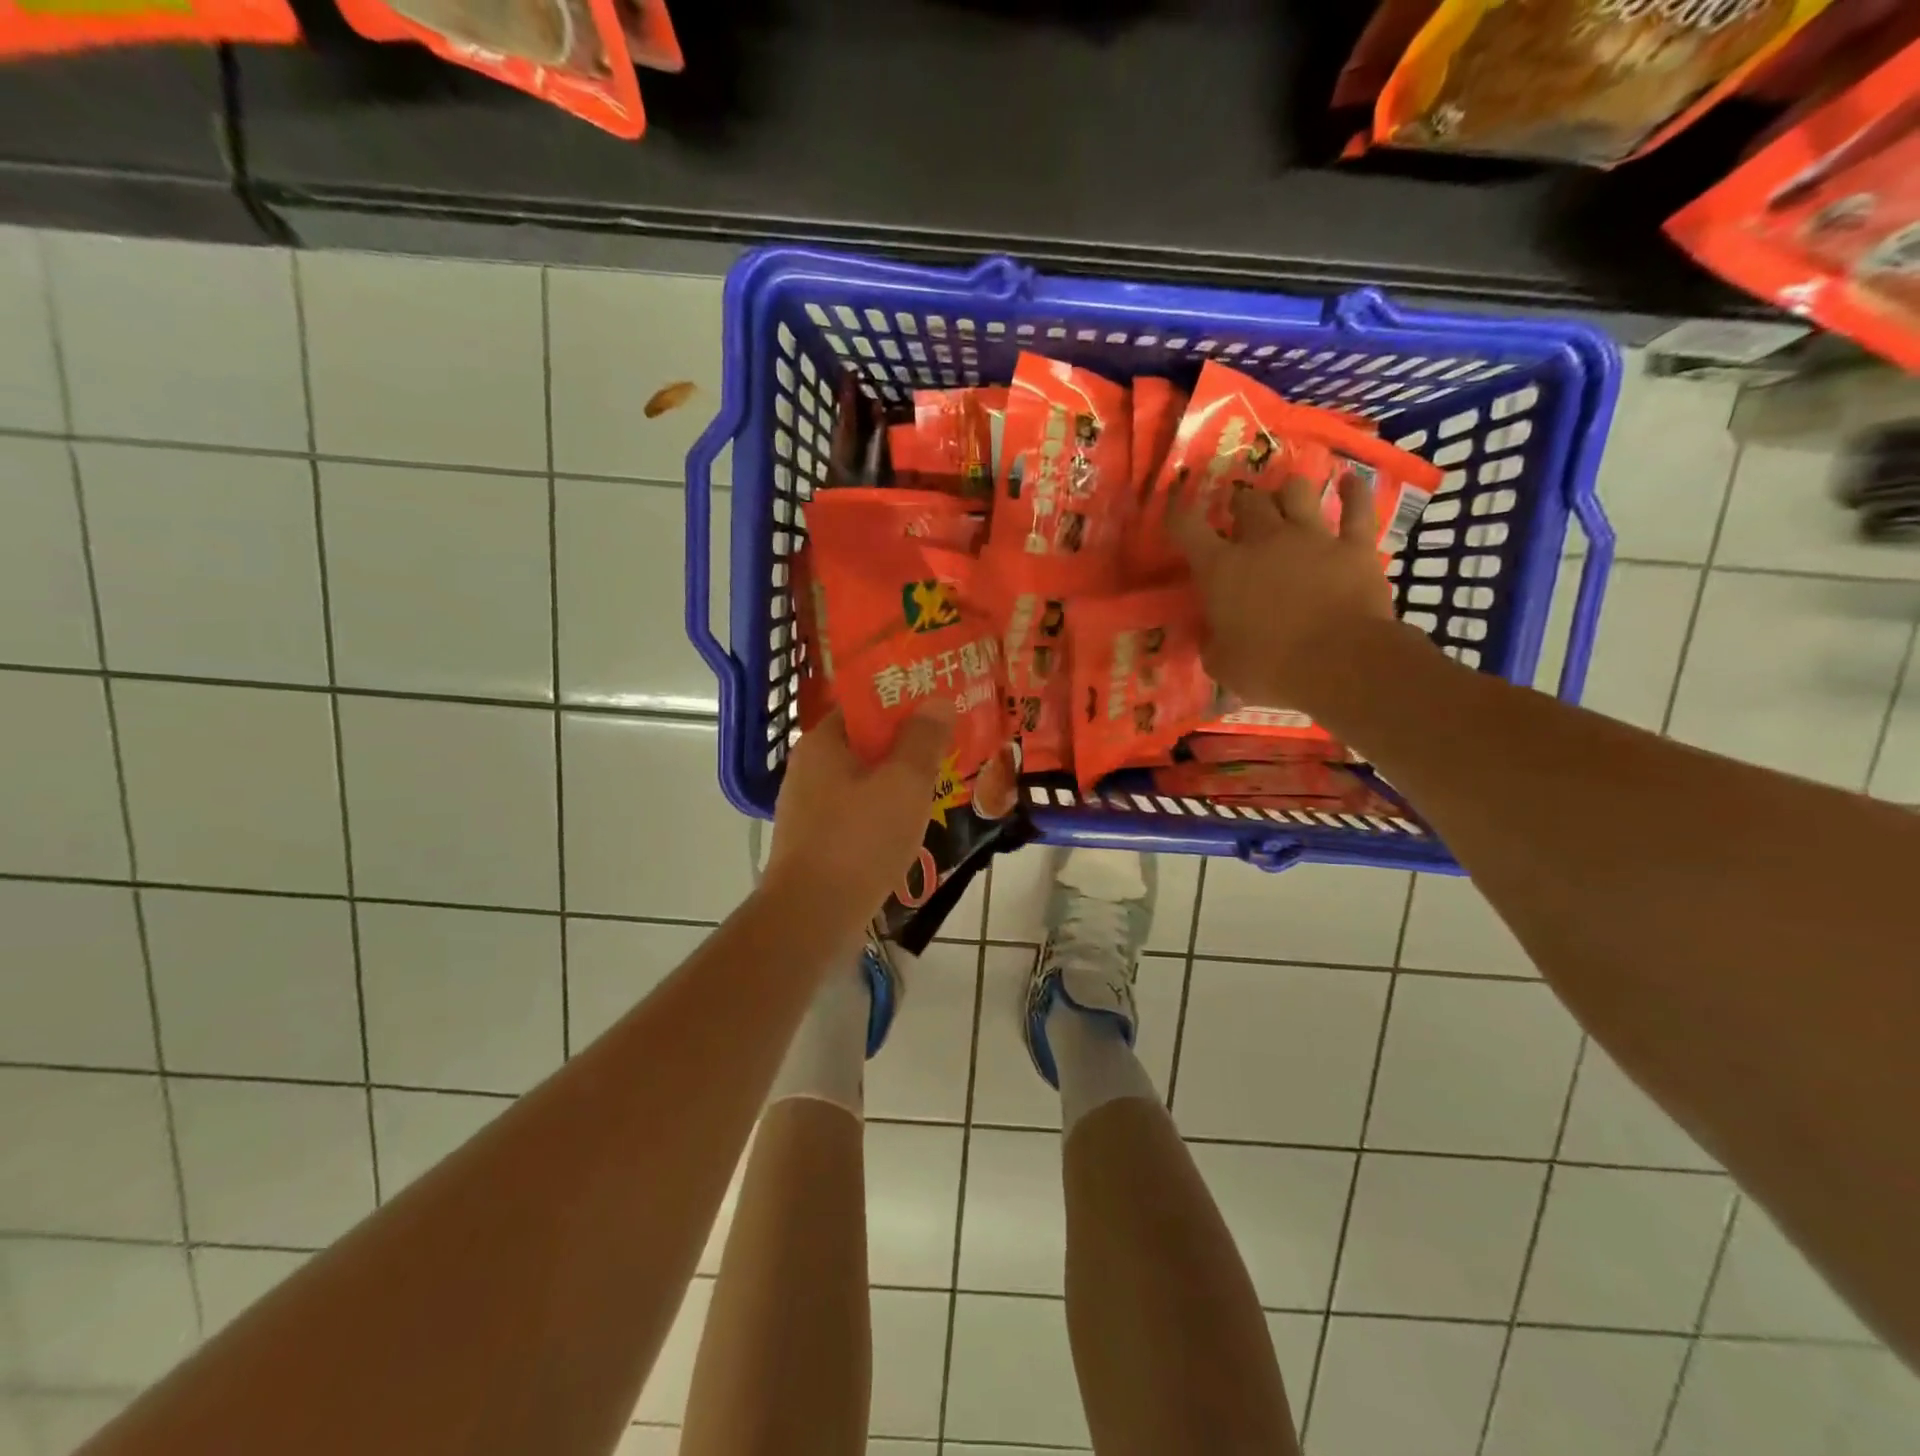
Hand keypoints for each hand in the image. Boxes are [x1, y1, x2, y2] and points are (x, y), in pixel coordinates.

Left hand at [764, 705, 952, 922]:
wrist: (812, 917)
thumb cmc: (859, 840)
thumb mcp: (903, 783)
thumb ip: (923, 739)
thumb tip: (938, 701)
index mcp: (822, 743)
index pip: (864, 705)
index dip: (904, 701)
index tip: (940, 708)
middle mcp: (809, 768)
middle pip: (865, 743)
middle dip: (907, 744)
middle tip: (949, 747)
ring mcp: (809, 807)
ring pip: (863, 780)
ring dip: (898, 781)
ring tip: (938, 785)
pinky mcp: (816, 840)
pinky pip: (858, 811)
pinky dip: (884, 811)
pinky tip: (910, 825)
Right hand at [1172, 477, 1403, 710]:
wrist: (1340, 662)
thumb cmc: (1270, 667)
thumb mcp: (1222, 665)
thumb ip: (1212, 643)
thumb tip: (1211, 636)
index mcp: (1221, 569)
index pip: (1188, 529)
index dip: (1177, 516)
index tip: (1174, 512)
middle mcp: (1263, 541)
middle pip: (1247, 502)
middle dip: (1240, 504)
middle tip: (1239, 515)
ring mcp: (1312, 537)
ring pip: (1297, 492)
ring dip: (1288, 493)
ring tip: (1286, 499)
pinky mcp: (1354, 546)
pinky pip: (1356, 508)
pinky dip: (1354, 492)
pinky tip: (1351, 480)